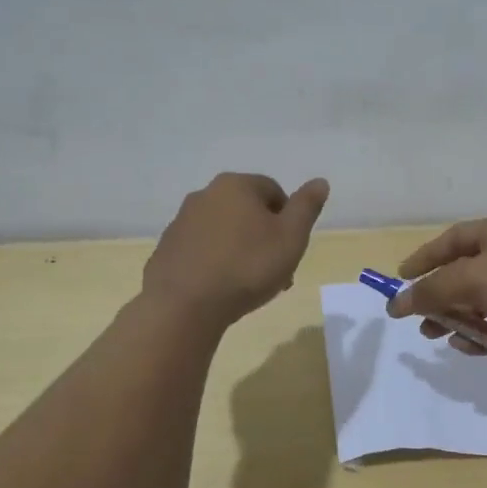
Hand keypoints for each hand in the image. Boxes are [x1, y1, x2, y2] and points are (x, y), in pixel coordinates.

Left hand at [145, 173, 330, 325]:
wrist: (185, 306)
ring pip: (223, 231)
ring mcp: (181, 222)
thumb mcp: (291, 237)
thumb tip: (320, 182)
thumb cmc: (247, 267)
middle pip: (246, 211)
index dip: (288, 219)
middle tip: (276, 271)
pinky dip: (214, 262)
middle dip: (264, 236)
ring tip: (250, 285)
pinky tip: (221, 288)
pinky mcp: (166, 250)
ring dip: (240, 250)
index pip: (273, 191)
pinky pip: (201, 250)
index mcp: (236, 186)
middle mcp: (204, 195)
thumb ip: (306, 207)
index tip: (291, 248)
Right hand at [385, 213, 486, 355]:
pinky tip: (465, 347)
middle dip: (438, 296)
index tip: (401, 277)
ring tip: (435, 336)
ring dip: (455, 318)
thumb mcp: (471, 280)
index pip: (453, 239)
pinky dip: (480, 333)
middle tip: (417, 317)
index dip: (425, 257)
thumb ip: (432, 290)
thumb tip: (398, 303)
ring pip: (480, 301)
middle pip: (464, 273)